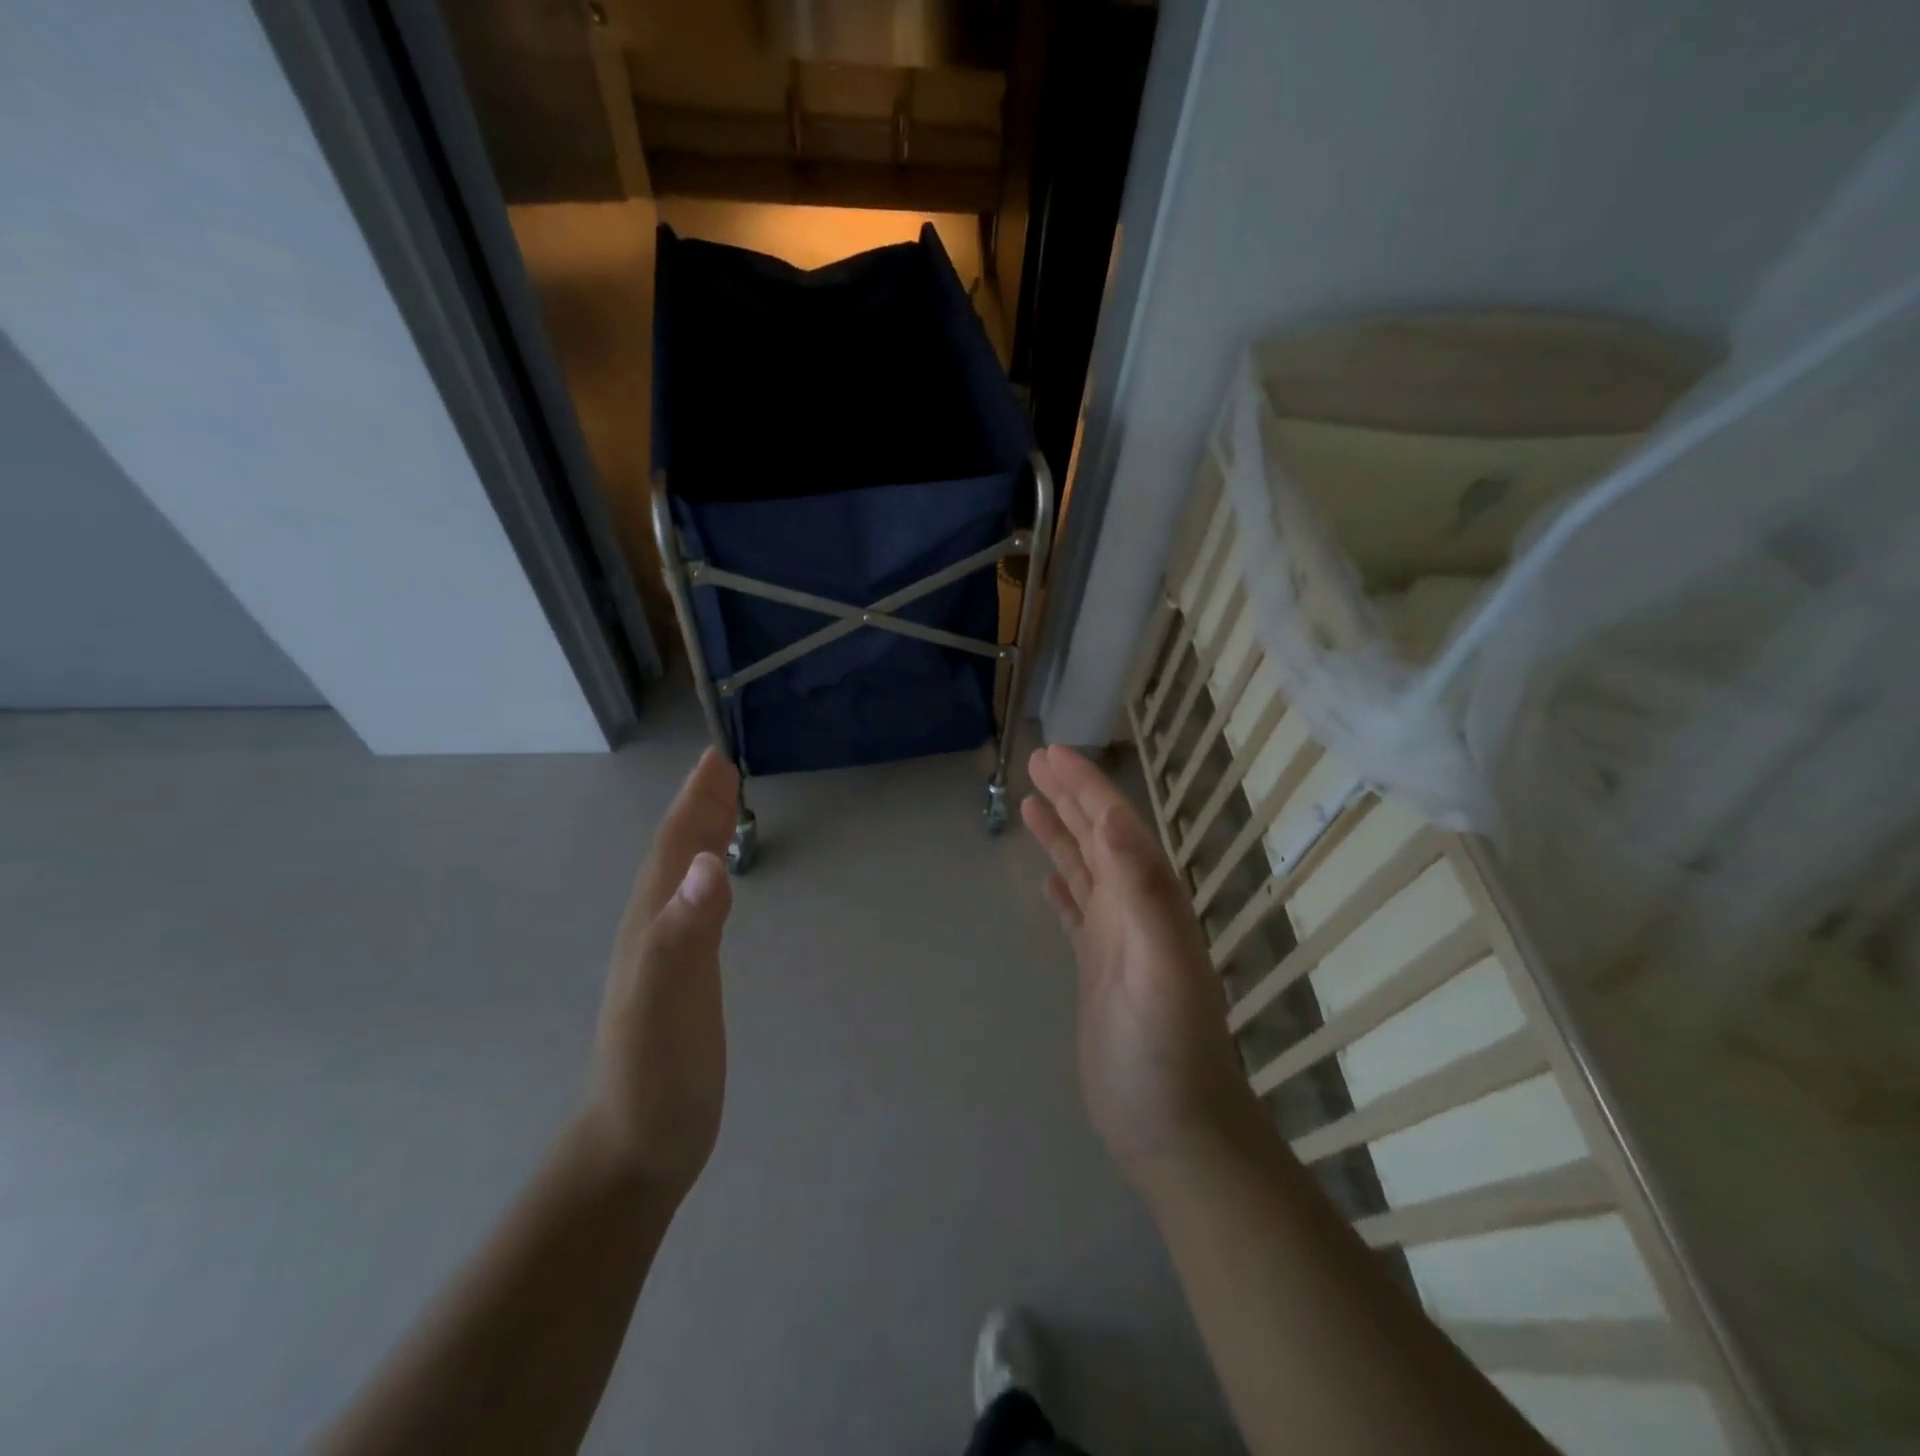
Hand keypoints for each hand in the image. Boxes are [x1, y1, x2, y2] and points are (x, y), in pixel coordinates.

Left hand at [584, 748, 739, 1201]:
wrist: (635, 1150)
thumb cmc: (655, 1076)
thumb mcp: (669, 1002)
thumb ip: (686, 932)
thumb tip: (708, 862)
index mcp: (652, 924)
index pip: (673, 847)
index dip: (695, 801)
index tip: (717, 757)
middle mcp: (655, 929)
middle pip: (676, 853)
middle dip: (699, 806)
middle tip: (725, 767)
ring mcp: (666, 956)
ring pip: (683, 877)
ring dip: (701, 835)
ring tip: (724, 808)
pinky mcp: (683, 979)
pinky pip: (696, 908)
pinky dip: (709, 877)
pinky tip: (717, 883)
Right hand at [1022, 746, 1264, 1191]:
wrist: (1174, 1130)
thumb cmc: (1166, 1052)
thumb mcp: (1160, 968)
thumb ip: (1143, 893)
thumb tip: (1115, 821)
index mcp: (1149, 899)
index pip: (1114, 825)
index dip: (1084, 786)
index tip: (1051, 753)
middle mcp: (1134, 910)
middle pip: (1098, 837)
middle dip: (1070, 796)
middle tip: (1035, 761)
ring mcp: (1115, 941)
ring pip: (1084, 869)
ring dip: (1060, 834)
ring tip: (1030, 804)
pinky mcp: (1097, 971)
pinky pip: (1076, 913)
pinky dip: (1062, 887)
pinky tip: (1048, 877)